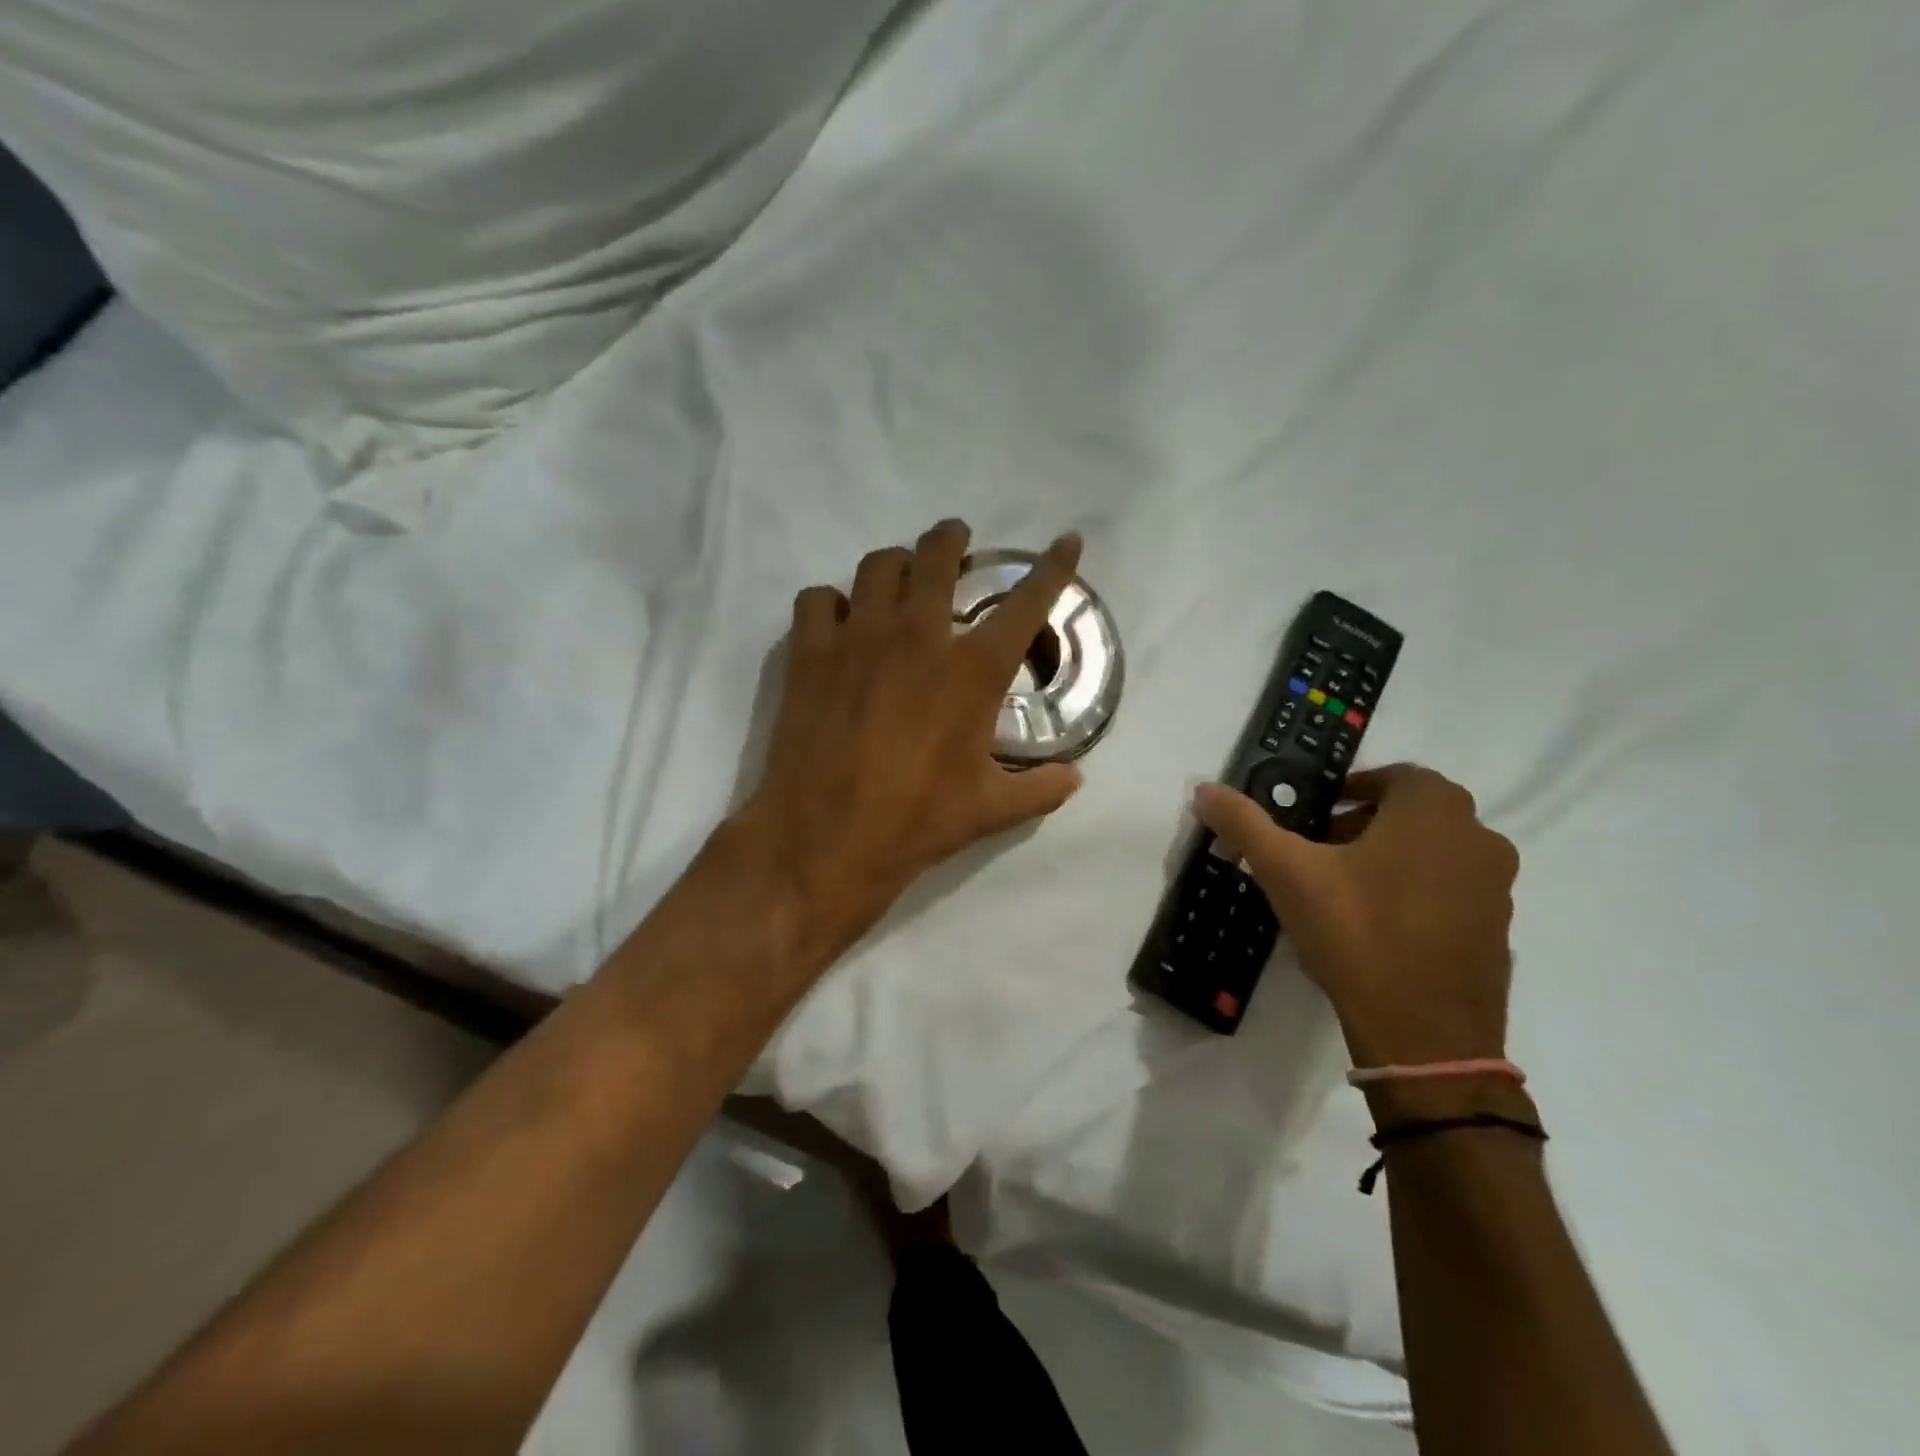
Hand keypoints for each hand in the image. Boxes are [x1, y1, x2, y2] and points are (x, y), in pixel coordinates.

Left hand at [737, 521, 1085, 970]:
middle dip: (951, 538)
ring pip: (877, 566)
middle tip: (956, 540)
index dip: (1052, 568)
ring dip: (895, 564)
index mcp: (972, 671)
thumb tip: (1075, 777)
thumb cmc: (917, 821)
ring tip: (899, 577)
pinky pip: (817, 599)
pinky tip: (838, 622)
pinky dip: (831, 602)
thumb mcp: (991, 810)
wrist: (826, 838)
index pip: (1025, 603)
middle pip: (937, 556)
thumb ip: (1040, 789)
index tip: (1067, 541)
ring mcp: (858, 638)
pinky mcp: (810, 652)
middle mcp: (918, 636)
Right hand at [1194, 764, 1518, 1068]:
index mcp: (1435, 811)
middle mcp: (1479, 838)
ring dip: (1390, 858)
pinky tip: (1374, 927)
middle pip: (1412, 815)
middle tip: (1317, 851)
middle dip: (1363, 826)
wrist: (1425, 1036)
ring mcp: (1497, 888)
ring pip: (1434, 853)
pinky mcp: (1499, 931)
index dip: (1350, 790)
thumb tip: (1204, 789)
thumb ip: (1245, 823)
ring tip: (1341, 890)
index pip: (1394, 777)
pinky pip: (1450, 893)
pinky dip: (1415, 894)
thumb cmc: (1357, 933)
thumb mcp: (1287, 871)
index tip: (1314, 817)